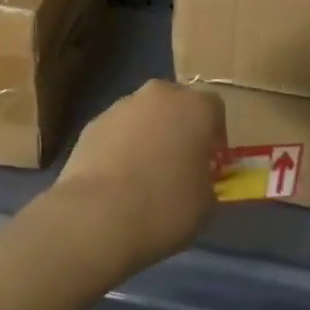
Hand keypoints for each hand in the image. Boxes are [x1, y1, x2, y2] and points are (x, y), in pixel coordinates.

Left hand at [48, 80, 225, 278]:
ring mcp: (122, 105)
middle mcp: (159, 95)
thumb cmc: (165, 207)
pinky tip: (117, 179)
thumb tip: (196, 177)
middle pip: (175, 103)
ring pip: (144, 115)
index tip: (210, 162)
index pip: (214, 108)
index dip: (215, 135)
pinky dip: (120, 146)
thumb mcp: (206, 204)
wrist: (99, 214)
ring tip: (143, 176)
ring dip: (148, 135)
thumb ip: (206, 180)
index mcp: (195, 107)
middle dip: (179, 127)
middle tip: (178, 164)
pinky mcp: (94, 122)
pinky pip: (117, 131)